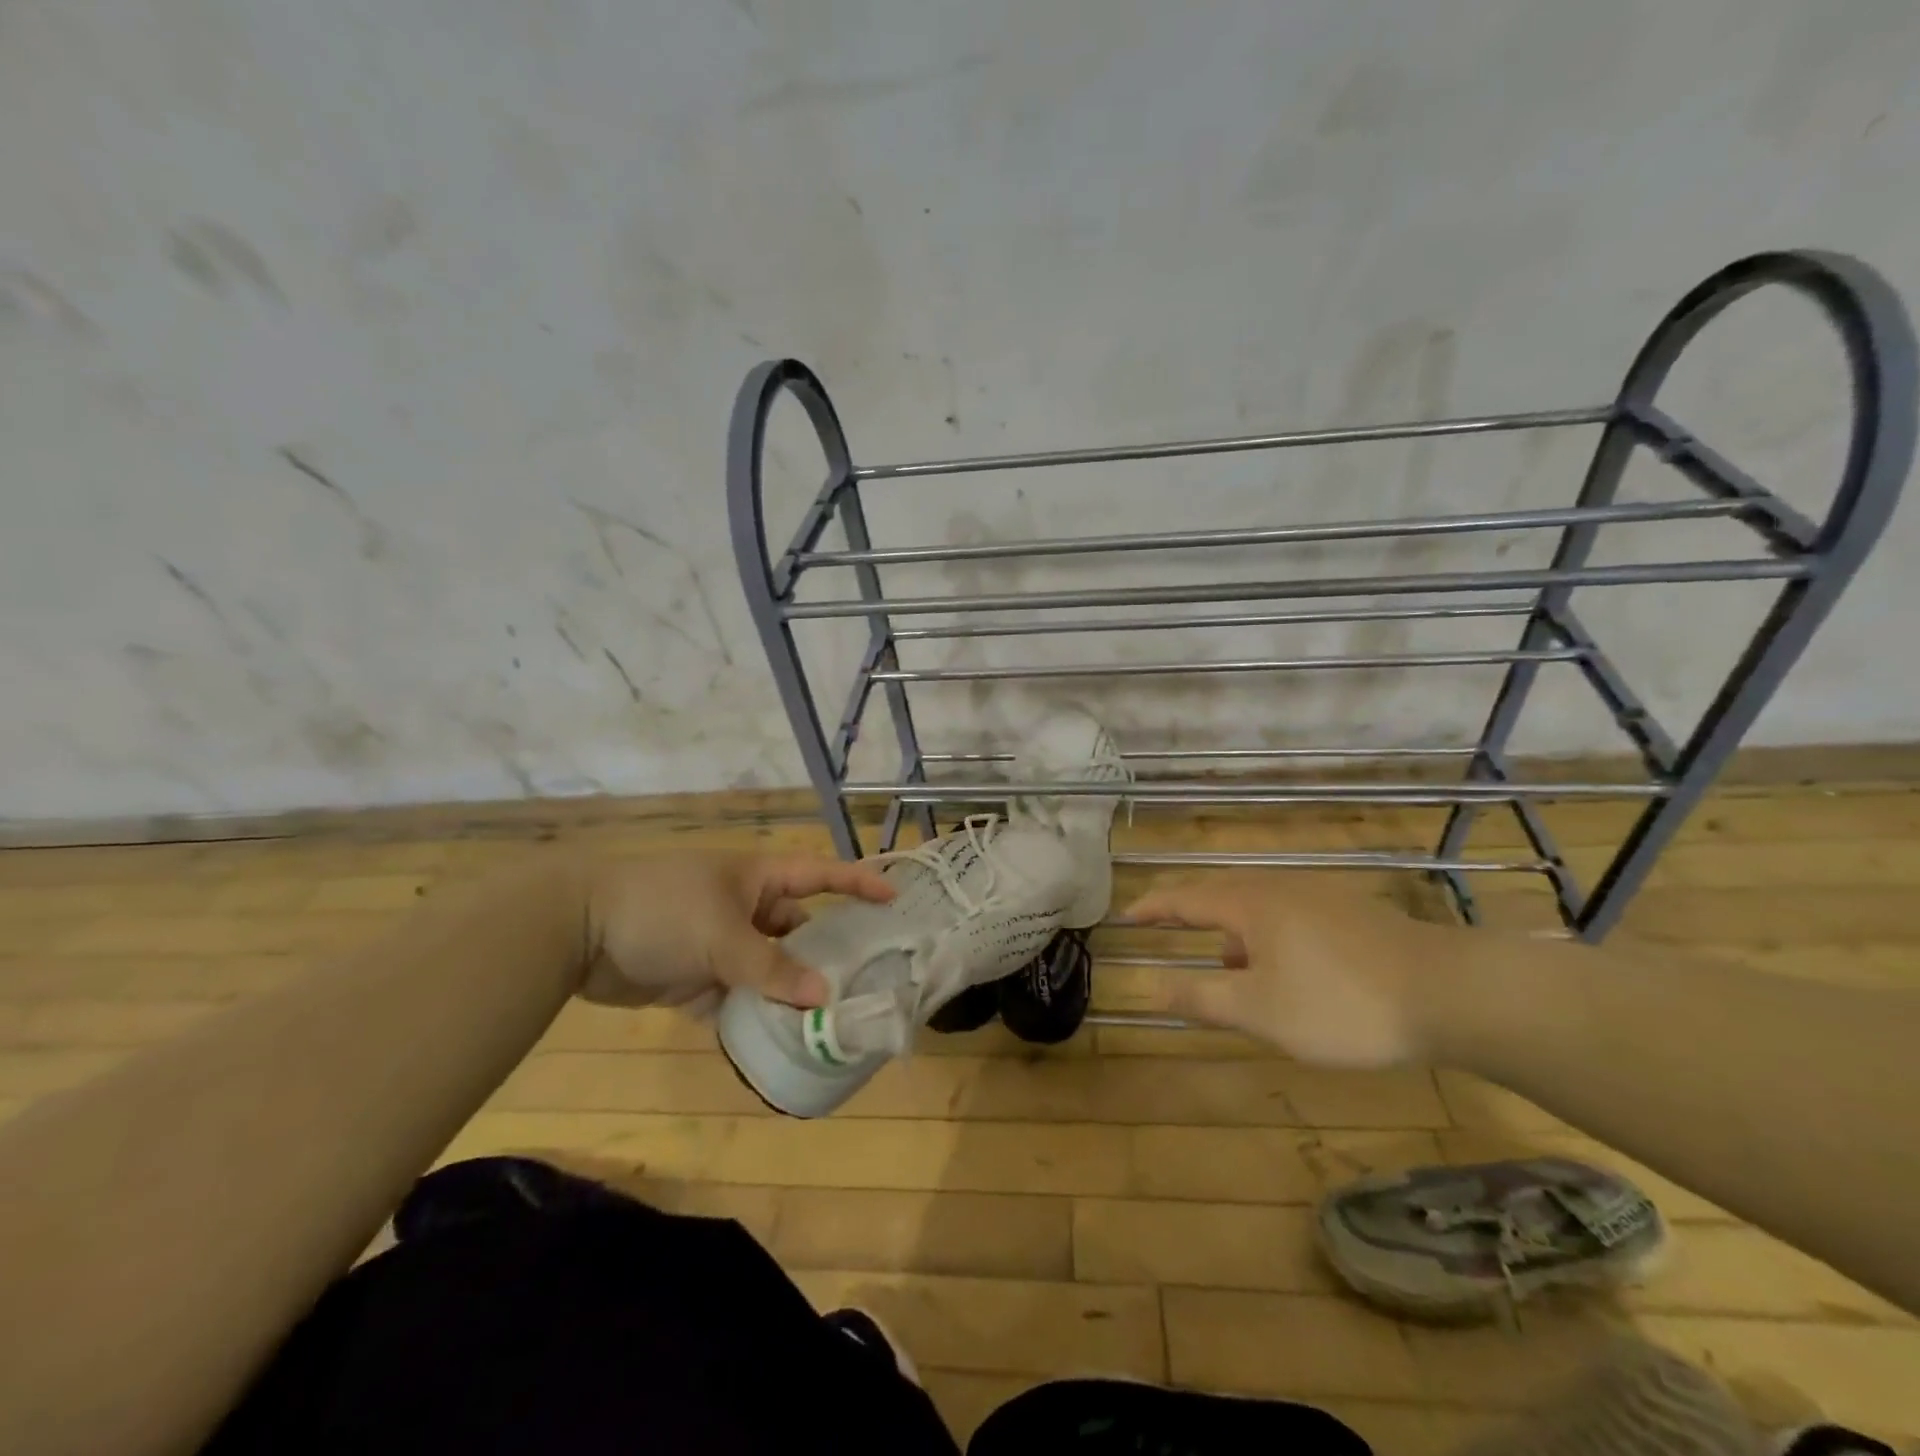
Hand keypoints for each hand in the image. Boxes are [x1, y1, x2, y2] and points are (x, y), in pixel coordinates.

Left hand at [578, 853, 894, 1012]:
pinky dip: (754, 1017)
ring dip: (792, 993)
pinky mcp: (697, 979)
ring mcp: (722, 944)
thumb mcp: (722, 935)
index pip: (820, 874)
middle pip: (800, 930)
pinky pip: (738, 998)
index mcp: (758, 879)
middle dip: (829, 953)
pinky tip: (780, 1041)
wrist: (577, 931)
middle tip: (869, 981)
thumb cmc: (663, 909)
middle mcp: (747, 909)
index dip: (858, 882)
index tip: (895, 898)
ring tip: (832, 1021)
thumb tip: (824, 997)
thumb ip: (772, 967)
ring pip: (771, 969)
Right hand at [1123, 876, 1466, 1068]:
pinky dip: (1267, 934)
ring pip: (1258, 905)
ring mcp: (1320, 896)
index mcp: (1250, 904)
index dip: (1153, 907)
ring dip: (1231, 929)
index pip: (1185, 898)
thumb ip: (1202, 997)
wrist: (1450, 993)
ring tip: (1226, 964)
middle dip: (1190, 913)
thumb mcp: (1260, 1011)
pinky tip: (1284, 968)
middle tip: (1167, 928)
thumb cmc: (1341, 1003)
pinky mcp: (1352, 913)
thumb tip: (1152, 985)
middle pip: (1221, 893)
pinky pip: (1289, 914)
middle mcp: (1280, 888)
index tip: (1127, 915)